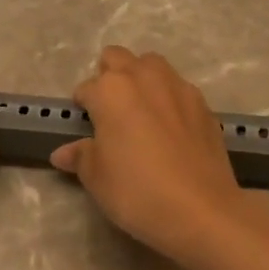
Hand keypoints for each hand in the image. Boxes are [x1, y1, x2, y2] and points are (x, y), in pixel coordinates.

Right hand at [49, 46, 253, 267]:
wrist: (201, 210)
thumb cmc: (136, 191)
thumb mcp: (97, 178)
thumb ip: (81, 157)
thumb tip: (64, 152)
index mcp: (111, 90)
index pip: (86, 89)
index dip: (83, 108)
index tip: (86, 129)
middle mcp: (145, 77)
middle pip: (119, 59)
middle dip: (110, 77)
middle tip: (110, 113)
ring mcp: (179, 88)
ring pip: (153, 66)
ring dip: (142, 80)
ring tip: (140, 115)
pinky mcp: (204, 105)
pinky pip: (179, 90)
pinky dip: (169, 101)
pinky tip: (171, 131)